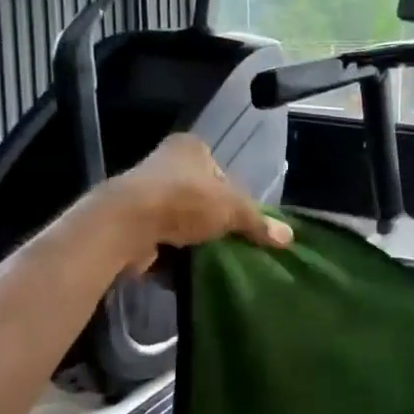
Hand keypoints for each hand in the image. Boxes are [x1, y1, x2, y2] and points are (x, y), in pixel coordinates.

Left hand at [99, 134, 291, 267]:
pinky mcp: (129, 221)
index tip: (240, 219)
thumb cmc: (183, 201)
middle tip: (229, 239)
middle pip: (199, 194)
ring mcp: (143, 192)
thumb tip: (288, 237)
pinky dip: (171, 251)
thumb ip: (258, 222)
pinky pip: (160, 237)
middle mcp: (163, 163)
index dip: (233, 194)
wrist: (124, 225)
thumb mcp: (232, 209)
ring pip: (179, 216)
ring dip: (191, 236)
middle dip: (212, 217)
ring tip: (209, 256)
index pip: (220, 169)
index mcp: (189, 147)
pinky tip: (185, 266)